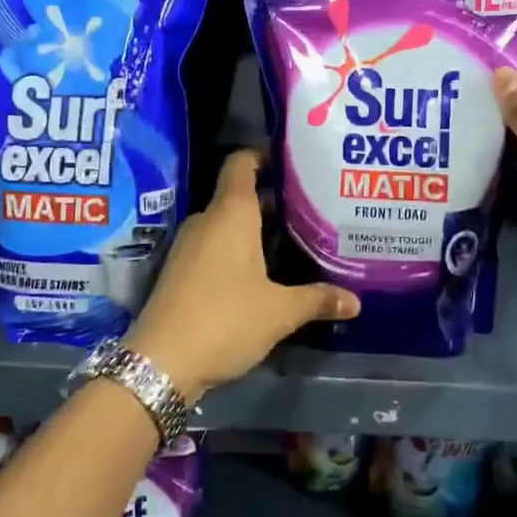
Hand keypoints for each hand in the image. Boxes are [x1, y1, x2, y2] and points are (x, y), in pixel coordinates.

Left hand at [123, 150, 359, 399]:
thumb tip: (356, 301)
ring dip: (258, 227)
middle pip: (241, 194)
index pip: (242, 162)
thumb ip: (317, 299)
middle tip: (313, 207)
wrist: (160, 362)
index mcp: (231, 214)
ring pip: (228, 222)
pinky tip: (265, 270)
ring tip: (296, 237)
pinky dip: (240, 248)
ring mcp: (190, 245)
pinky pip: (216, 244)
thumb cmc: (224, 320)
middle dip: (274, 198)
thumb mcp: (279, 312)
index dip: (265, 154)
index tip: (296, 160)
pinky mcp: (182, 270)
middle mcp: (208, 220)